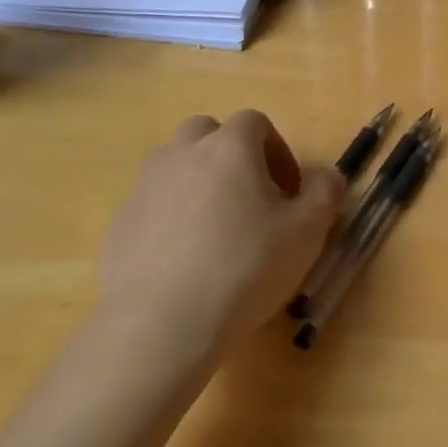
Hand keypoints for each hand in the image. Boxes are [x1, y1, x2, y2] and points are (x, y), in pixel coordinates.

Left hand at [94, 111, 343, 368]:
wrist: (161, 323)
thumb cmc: (245, 267)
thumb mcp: (306, 232)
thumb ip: (325, 193)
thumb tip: (327, 177)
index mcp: (229, 148)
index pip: (255, 122)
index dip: (277, 150)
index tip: (289, 190)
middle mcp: (182, 155)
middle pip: (206, 133)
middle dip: (230, 155)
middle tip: (249, 197)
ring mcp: (145, 188)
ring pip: (174, 165)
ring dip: (197, 181)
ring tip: (215, 227)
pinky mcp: (120, 224)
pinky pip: (152, 205)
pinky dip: (170, 217)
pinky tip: (185, 260)